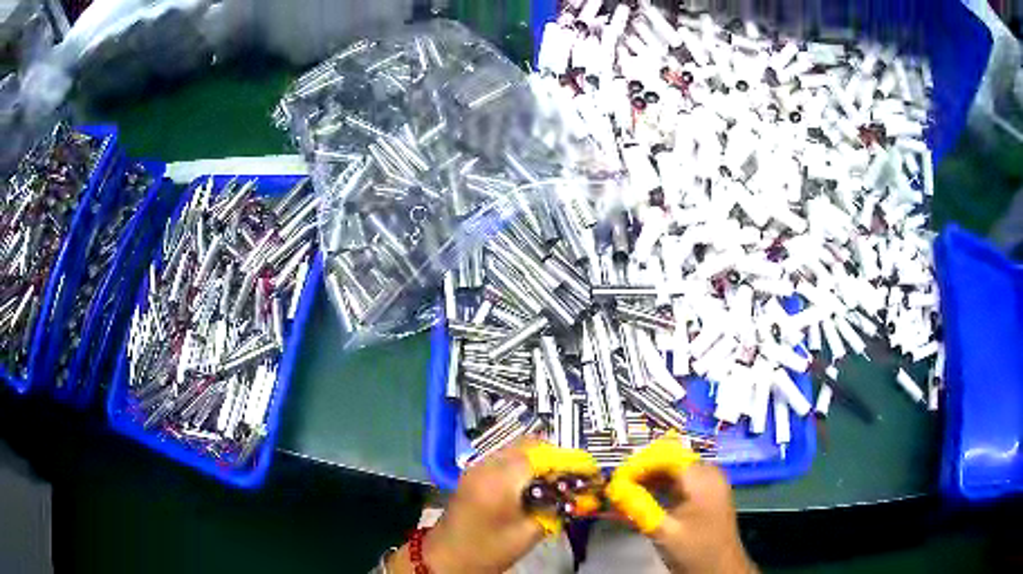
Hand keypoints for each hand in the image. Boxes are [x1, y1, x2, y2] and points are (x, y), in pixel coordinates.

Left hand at [388, 438, 599, 573]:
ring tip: (556, 479)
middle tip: (573, 474)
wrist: (446, 558)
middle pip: (528, 445)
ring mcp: (476, 467)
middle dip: (554, 456)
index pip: (542, 455)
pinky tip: (533, 483)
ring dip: (539, 458)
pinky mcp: (473, 474)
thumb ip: (554, 509)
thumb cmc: (488, 549)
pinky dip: (523, 464)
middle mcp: (486, 465)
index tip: (588, 470)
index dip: (568, 460)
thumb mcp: (528, 533)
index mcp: (500, 480)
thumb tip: (577, 495)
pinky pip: (504, 458)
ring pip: (515, 448)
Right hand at [605, 436, 755, 573]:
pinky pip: (680, 481)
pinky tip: (642, 497)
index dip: (638, 463)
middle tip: (618, 484)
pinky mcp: (705, 493)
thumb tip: (613, 489)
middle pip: (670, 459)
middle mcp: (707, 473)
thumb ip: (639, 507)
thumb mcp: (664, 531)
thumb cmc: (694, 550)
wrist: (720, 569)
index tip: (615, 478)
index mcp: (701, 478)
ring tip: (625, 491)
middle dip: (642, 469)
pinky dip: (660, 486)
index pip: (665, 456)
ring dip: (649, 478)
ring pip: (674, 469)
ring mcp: (708, 483)